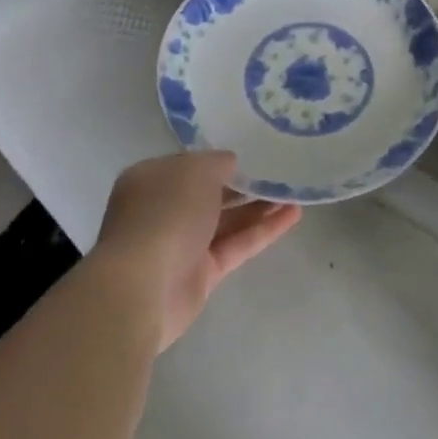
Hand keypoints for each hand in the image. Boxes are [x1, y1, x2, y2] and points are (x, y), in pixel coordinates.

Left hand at [94, 151, 300, 350]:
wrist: (143, 287)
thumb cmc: (165, 213)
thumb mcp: (195, 170)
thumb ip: (217, 162)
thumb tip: (231, 163)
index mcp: (152, 180)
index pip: (189, 165)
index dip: (219, 159)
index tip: (252, 151)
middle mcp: (164, 211)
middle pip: (210, 194)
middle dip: (243, 184)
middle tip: (279, 172)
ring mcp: (182, 244)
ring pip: (227, 220)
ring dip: (259, 206)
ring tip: (294, 192)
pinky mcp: (202, 274)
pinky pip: (237, 245)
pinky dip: (263, 230)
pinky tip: (294, 214)